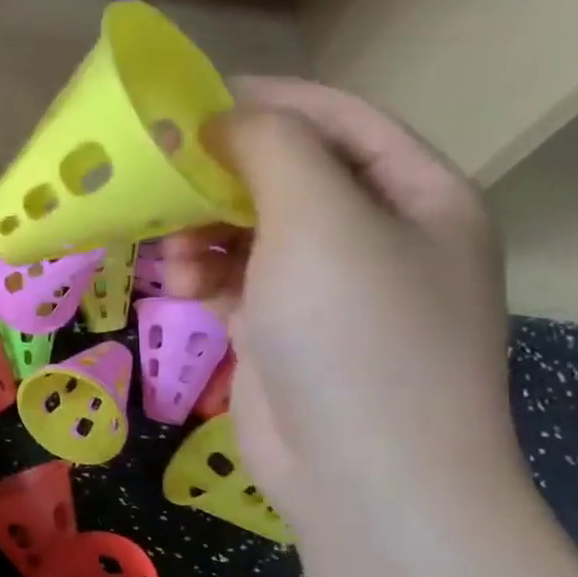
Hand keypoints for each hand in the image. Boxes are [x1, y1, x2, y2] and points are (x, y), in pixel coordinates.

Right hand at [156, 77, 520, 532]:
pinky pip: (238, 279)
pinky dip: (205, 275)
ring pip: (253, 230)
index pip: (338, 120)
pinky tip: (180, 287)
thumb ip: (274, 148)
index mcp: (417, 195)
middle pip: (288, 176)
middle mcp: (378, 235)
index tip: (191, 99)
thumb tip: (227, 118)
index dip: (267, 101)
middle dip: (221, 175)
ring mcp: (331, 289)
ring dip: (204, 231)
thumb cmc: (357, 333)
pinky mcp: (285, 330)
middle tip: (160, 175)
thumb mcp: (321, 219)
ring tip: (170, 251)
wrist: (365, 477)